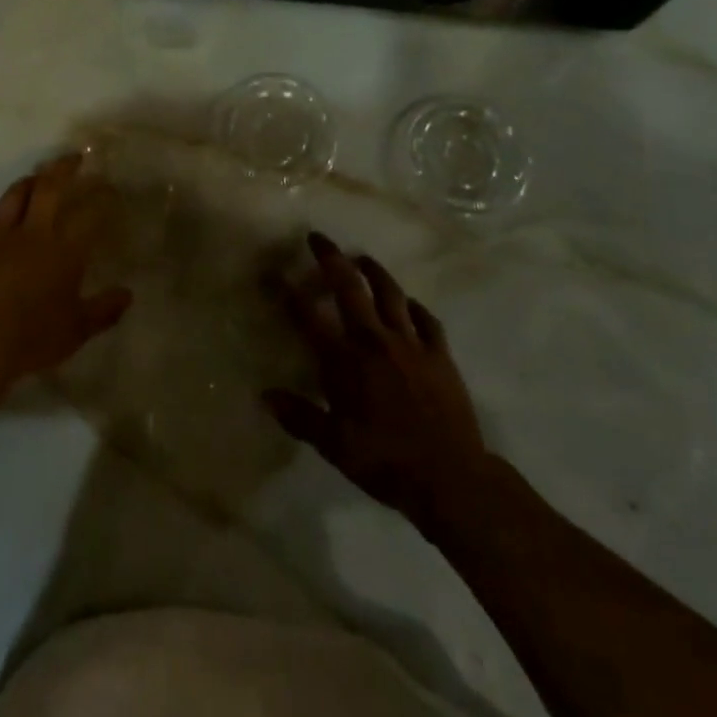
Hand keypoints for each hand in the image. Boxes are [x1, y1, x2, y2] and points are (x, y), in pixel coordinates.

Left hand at [0, 154, 132, 393]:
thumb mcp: (77, 330)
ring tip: (38, 177)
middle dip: (63, 168)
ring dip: (29, 181)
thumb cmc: (31, 338)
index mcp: (63, 250)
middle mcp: (32, 233)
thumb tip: (127, 295)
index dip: (102, 197)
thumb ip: (104, 311)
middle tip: (75, 158)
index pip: (89, 213)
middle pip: (48, 188)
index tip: (110, 189)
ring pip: (14, 196)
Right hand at [265, 233, 493, 534]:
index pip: (308, 316)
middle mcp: (374, 341)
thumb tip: (265, 395)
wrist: (450, 479)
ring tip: (362, 258)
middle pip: (350, 287)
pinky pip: (426, 320)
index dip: (287, 291)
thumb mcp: (334, 446)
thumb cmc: (385, 462)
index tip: (273, 271)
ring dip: (373, 271)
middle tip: (318, 238)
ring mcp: (411, 344)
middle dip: (331, 258)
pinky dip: (413, 307)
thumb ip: (299, 416)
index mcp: (344, 361)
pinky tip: (408, 303)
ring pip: (390, 294)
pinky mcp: (440, 355)